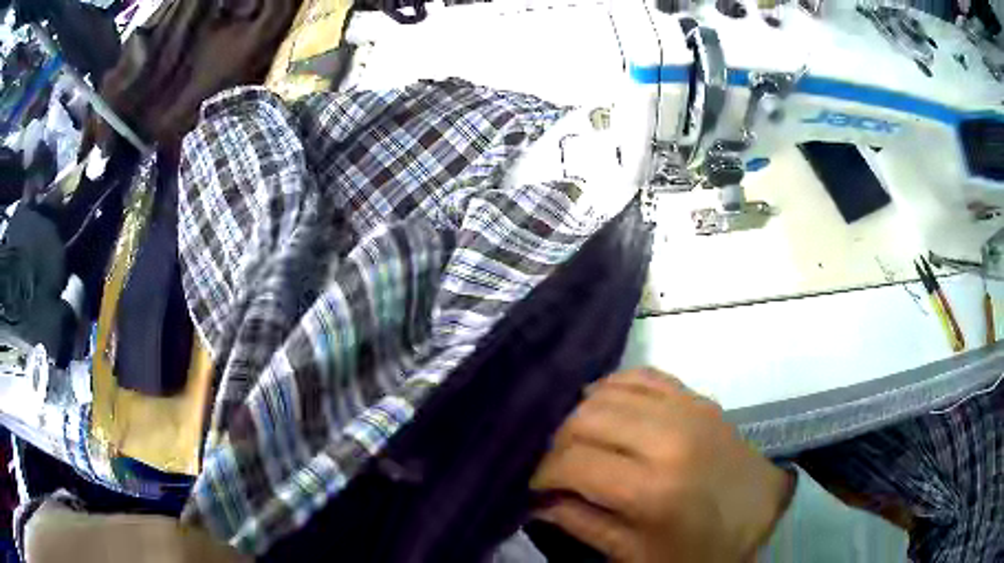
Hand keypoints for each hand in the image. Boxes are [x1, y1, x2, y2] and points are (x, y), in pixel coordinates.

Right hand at [530, 368, 793, 562]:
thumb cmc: (698, 549)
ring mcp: (687, 410)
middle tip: (556, 466)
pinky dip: (615, 386)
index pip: (574, 463)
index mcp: (653, 489)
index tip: (536, 487)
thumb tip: (540, 502)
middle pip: (585, 419)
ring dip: (581, 414)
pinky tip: (606, 406)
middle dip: (557, 443)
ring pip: (608, 392)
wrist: (759, 515)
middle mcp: (669, 440)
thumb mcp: (635, 554)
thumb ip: (582, 524)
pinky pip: (644, 375)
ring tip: (578, 440)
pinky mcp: (698, 397)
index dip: (543, 474)